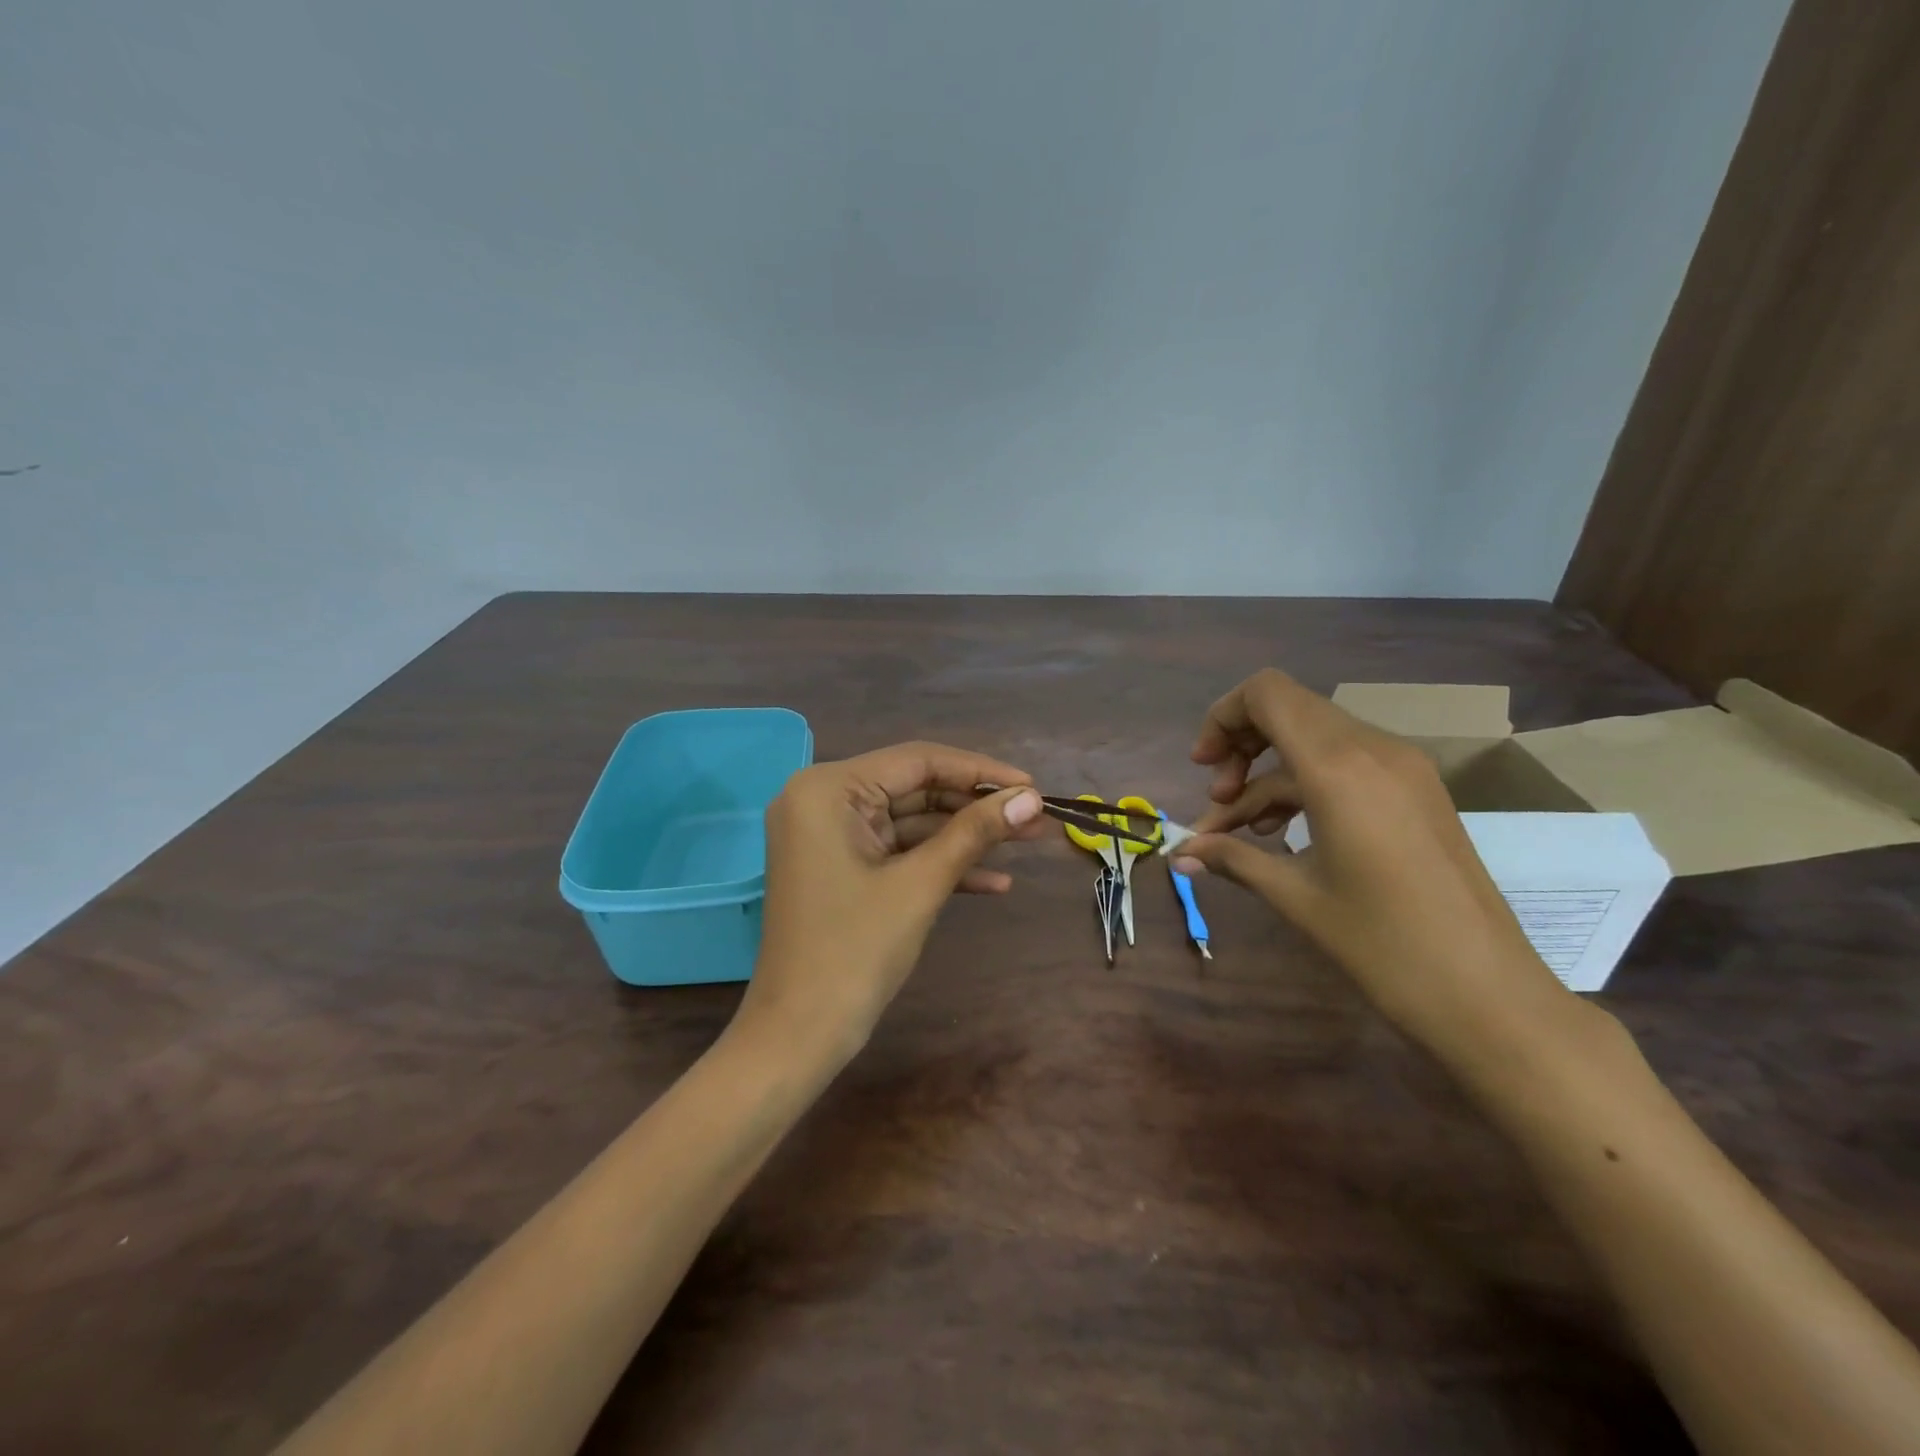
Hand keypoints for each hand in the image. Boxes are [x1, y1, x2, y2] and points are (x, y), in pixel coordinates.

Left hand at [738, 743, 1047, 1064]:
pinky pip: (896, 852)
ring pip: (910, 822)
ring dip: (965, 837)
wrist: (798, 1036)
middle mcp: (822, 800)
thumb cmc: (854, 952)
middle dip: (976, 807)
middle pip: (914, 789)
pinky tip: (994, 882)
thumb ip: (975, 832)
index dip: (980, 771)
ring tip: (1028, 843)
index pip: (917, 761)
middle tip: (1036, 818)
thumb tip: (1032, 798)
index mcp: (828, 789)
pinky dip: (938, 864)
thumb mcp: (920, 885)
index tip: (1033, 787)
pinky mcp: (840, 867)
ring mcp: (829, 836)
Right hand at [1178, 668, 1579, 1063]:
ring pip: (1314, 739)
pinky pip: (1345, 764)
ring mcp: (1403, 768)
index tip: (1203, 769)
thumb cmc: (1383, 945)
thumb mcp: (1295, 897)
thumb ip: (1233, 859)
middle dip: (1241, 745)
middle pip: (1288, 709)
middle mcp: (1374, 749)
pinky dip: (1305, 785)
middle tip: (1218, 798)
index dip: (1223, 717)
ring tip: (1243, 829)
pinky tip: (1285, 833)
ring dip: (1269, 773)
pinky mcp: (1416, 791)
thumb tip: (1180, 853)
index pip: (1267, 694)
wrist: (1488, 995)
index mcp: (1339, 767)